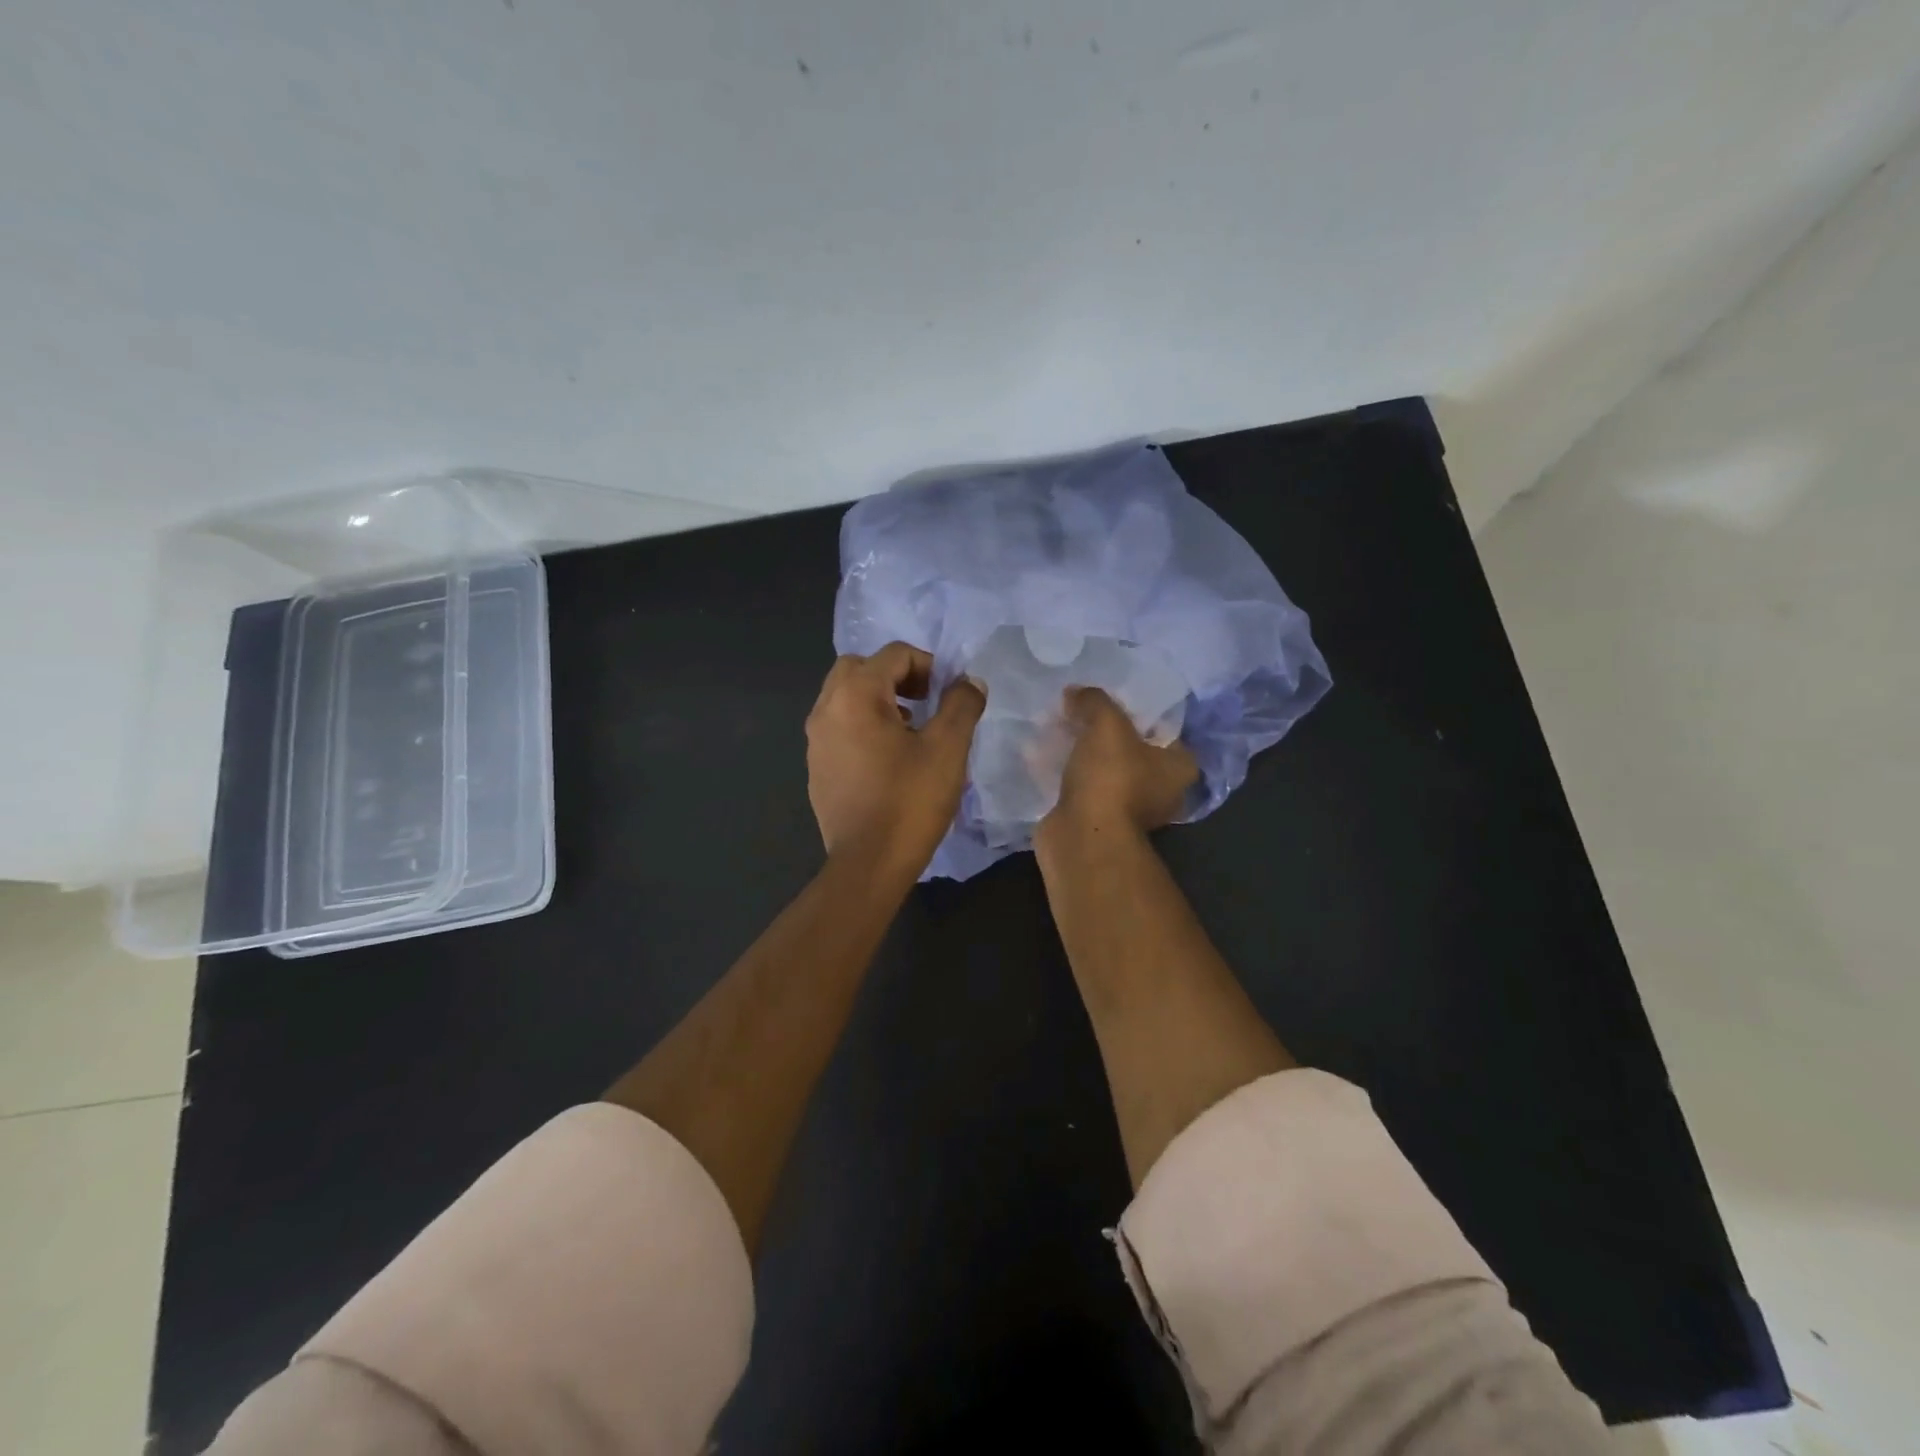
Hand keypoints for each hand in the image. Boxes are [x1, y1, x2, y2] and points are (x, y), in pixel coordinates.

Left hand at [806, 643, 986, 874]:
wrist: (868, 864)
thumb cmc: (909, 801)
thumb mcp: (948, 748)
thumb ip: (961, 704)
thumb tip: (969, 682)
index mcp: (855, 695)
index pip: (894, 654)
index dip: (929, 665)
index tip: (950, 693)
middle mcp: (826, 709)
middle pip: (860, 668)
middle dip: (896, 676)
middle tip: (926, 701)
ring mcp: (815, 741)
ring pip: (845, 698)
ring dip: (878, 700)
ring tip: (912, 729)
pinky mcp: (816, 768)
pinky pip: (839, 728)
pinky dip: (863, 726)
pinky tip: (889, 760)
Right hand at [1040, 686, 1198, 847]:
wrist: (1082, 837)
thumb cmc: (1111, 777)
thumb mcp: (1106, 724)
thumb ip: (1094, 701)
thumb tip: (1075, 693)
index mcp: (1178, 767)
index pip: (1161, 728)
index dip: (1135, 711)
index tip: (1108, 700)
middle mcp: (1160, 791)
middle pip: (1129, 749)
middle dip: (1101, 732)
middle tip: (1076, 709)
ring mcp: (1127, 810)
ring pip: (1102, 769)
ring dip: (1080, 753)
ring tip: (1054, 727)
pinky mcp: (1096, 821)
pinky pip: (1080, 786)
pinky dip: (1063, 772)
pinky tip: (1040, 754)